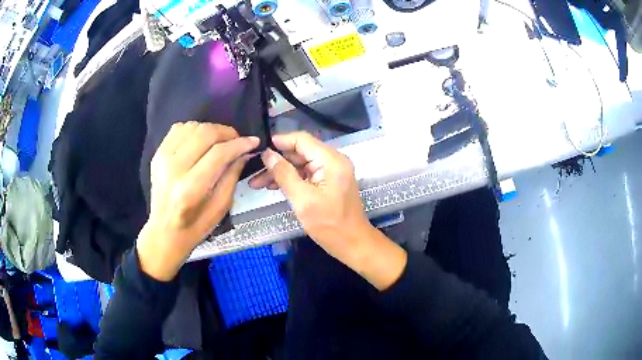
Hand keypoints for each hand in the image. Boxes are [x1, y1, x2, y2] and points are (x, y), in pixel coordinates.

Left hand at [137, 122, 259, 280]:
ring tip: (220, 141)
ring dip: (211, 130)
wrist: (164, 231)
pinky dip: (194, 130)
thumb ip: (232, 175)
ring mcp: (162, 159)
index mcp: (190, 189)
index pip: (219, 154)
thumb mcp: (221, 207)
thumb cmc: (195, 226)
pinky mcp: (157, 154)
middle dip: (227, 133)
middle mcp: (173, 169)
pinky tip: (201, 141)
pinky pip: (179, 128)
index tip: (253, 141)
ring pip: (192, 127)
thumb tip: (244, 151)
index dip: (239, 144)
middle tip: (237, 141)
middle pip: (205, 134)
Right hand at [250, 132, 406, 289]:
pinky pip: (306, 174)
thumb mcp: (303, 200)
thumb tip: (268, 154)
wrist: (352, 244)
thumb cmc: (329, 225)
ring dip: (280, 172)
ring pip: (300, 164)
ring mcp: (331, 172)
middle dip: (276, 161)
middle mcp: (333, 161)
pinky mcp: (328, 182)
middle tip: (254, 170)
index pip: (302, 140)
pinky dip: (290, 179)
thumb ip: (284, 174)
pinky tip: (272, 187)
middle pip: (300, 152)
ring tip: (257, 182)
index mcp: (331, 160)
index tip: (259, 148)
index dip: (280, 141)